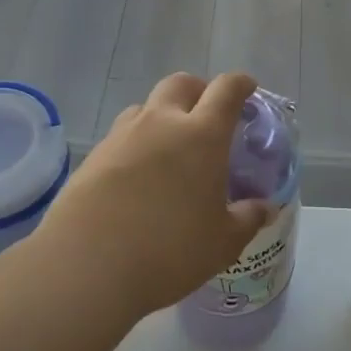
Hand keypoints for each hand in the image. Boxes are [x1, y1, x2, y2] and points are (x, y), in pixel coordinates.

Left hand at [32, 71, 273, 316]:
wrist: (85, 267)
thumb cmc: (169, 250)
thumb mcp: (223, 242)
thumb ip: (248, 218)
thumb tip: (266, 208)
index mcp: (202, 135)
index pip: (226, 89)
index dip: (241, 84)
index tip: (248, 89)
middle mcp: (162, 123)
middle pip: (181, 83)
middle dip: (198, 90)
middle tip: (207, 115)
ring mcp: (122, 136)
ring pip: (146, 106)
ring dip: (162, 115)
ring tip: (170, 147)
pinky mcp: (92, 157)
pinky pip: (121, 136)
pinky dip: (136, 144)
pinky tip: (138, 176)